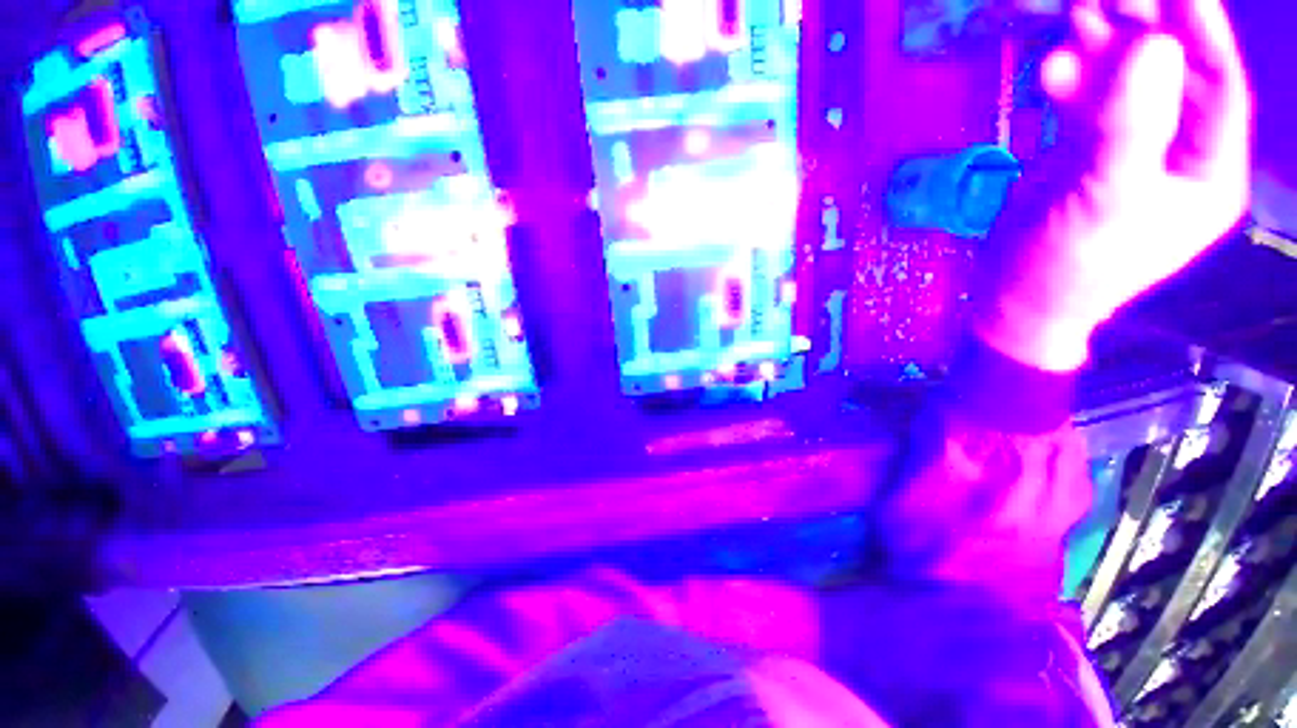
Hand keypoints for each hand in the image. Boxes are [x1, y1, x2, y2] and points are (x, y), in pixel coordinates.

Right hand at [975, 0, 1250, 370]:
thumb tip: (1158, 43)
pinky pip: (1084, 103)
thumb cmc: (1069, 267)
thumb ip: (1135, 126)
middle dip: (1140, 34)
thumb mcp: (1108, 200)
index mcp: (1206, 171)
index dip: (1203, 31)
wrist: (1012, 297)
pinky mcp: (1083, 152)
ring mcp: (1127, 148)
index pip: (1220, 88)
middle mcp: (1176, 152)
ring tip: (1075, 16)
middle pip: (1169, 77)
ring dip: (1099, 51)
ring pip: (1123, 84)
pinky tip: (1049, 73)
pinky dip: (1068, 83)